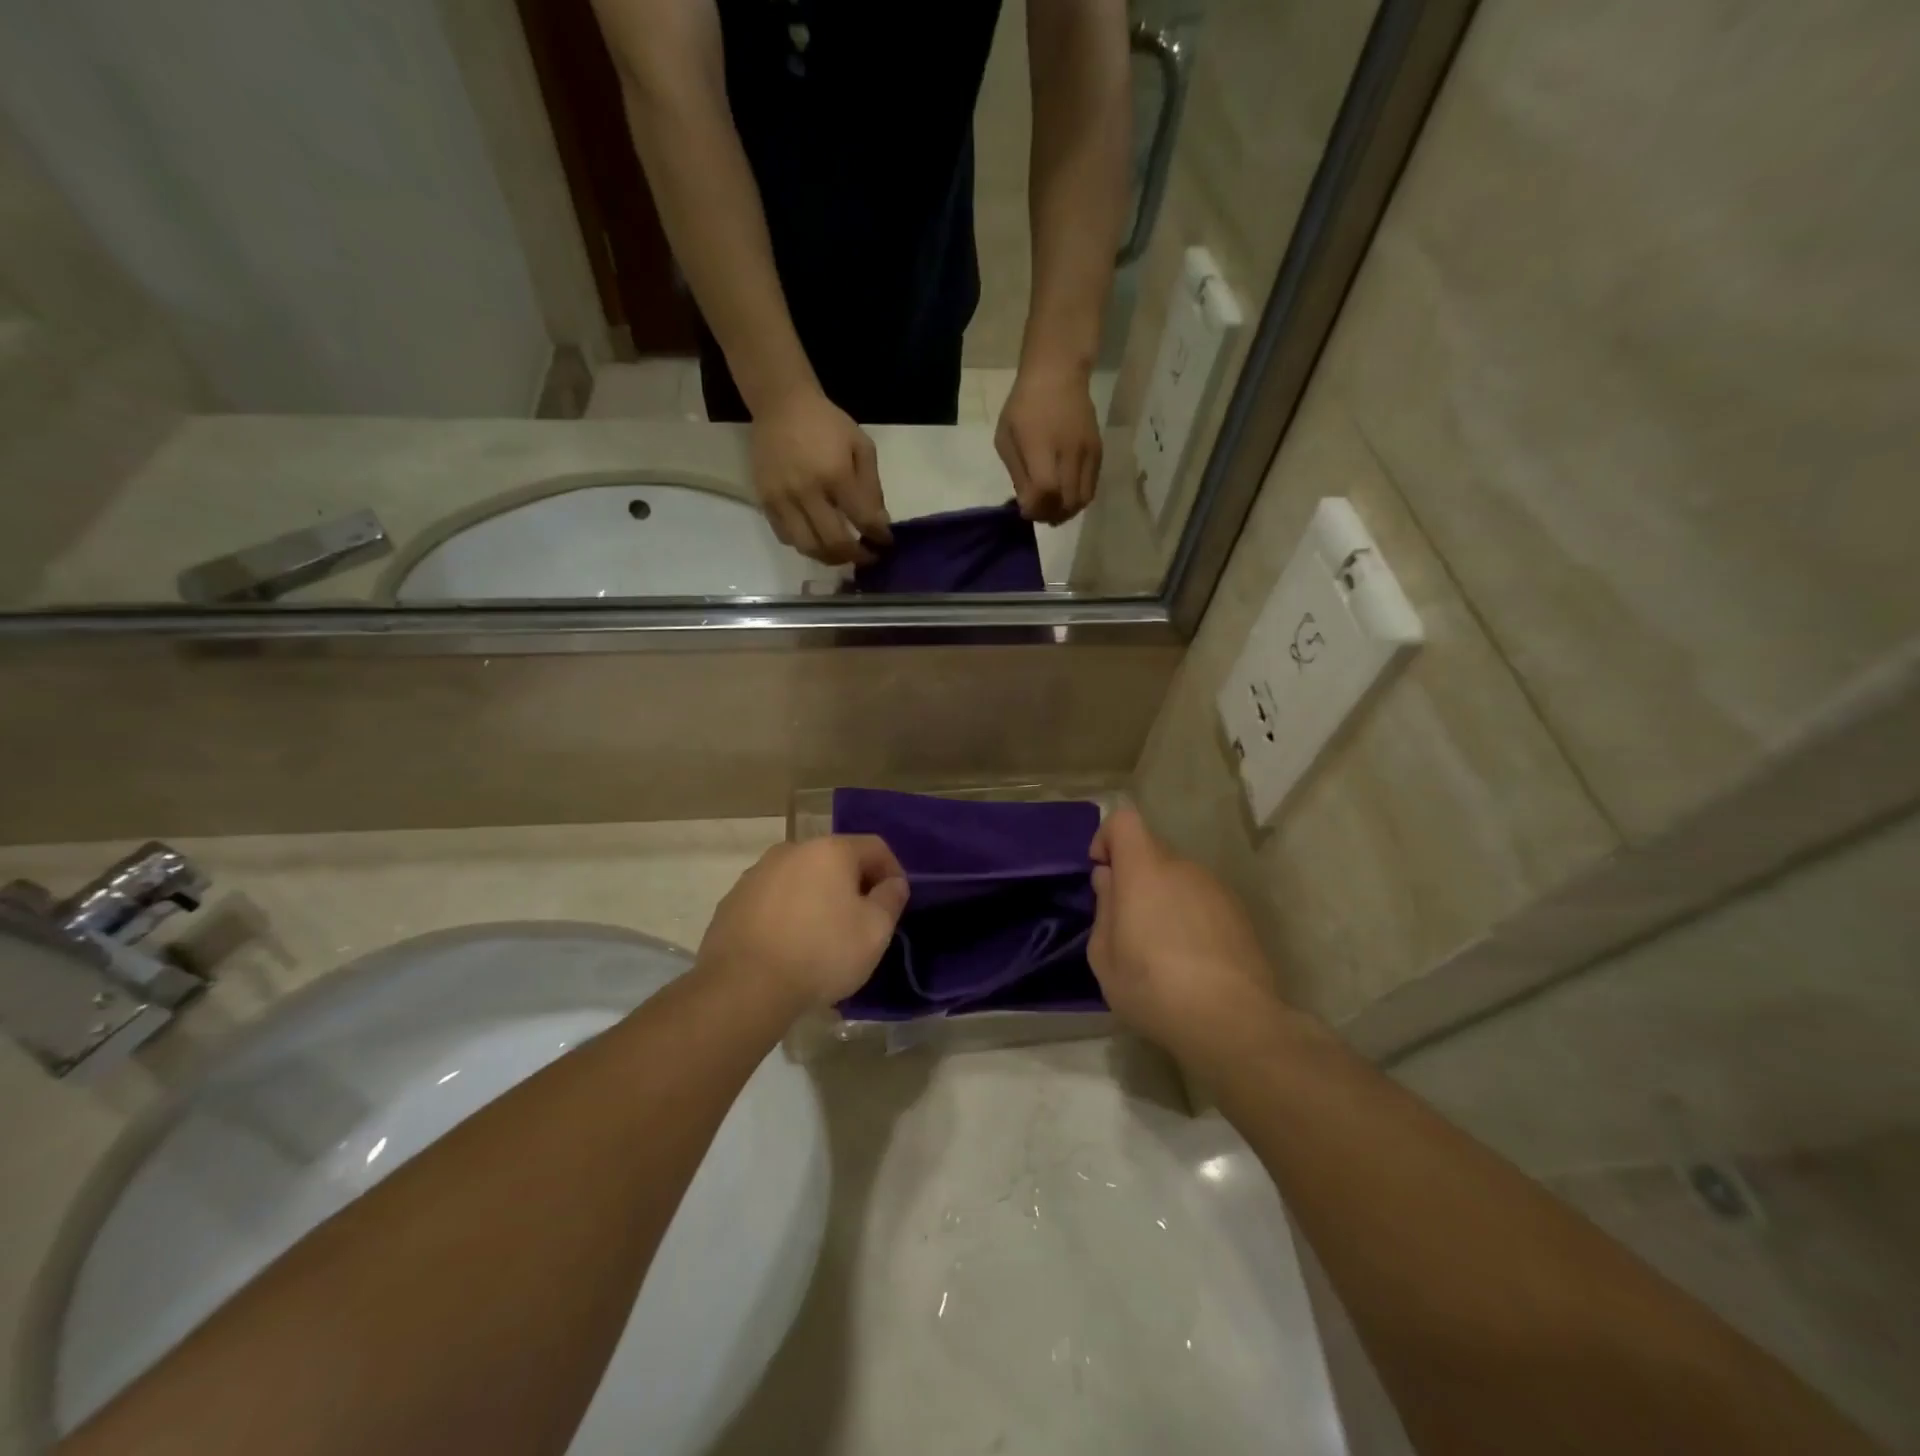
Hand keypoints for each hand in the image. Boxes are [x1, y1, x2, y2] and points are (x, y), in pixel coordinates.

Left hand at [695, 836, 909, 1010]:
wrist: (744, 987)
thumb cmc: (821, 953)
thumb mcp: (875, 931)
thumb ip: (891, 899)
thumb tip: (893, 883)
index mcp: (830, 850)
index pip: (875, 847)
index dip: (892, 872)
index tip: (895, 903)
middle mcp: (792, 850)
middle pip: (835, 860)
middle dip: (853, 885)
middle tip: (861, 921)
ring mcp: (756, 874)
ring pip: (801, 878)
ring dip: (818, 898)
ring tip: (822, 937)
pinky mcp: (732, 901)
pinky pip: (773, 900)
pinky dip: (788, 913)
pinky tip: (789, 946)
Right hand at [752, 387, 891, 564]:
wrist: (781, 404)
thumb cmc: (827, 423)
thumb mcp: (861, 446)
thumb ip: (871, 486)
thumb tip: (879, 523)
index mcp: (835, 474)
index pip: (863, 521)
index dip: (878, 537)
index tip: (886, 543)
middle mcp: (807, 492)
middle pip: (834, 543)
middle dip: (857, 557)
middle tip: (867, 557)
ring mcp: (782, 499)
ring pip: (808, 547)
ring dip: (829, 558)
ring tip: (843, 554)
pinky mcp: (765, 501)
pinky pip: (785, 537)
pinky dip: (805, 545)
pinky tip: (817, 539)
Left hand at [996, 362, 1101, 524]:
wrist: (1058, 374)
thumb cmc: (1024, 405)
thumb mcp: (1006, 437)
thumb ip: (1017, 473)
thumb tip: (1028, 505)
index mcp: (1041, 445)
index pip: (1046, 490)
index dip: (1036, 509)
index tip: (1025, 511)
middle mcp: (1069, 451)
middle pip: (1067, 501)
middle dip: (1050, 515)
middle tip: (1038, 514)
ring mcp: (1087, 452)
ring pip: (1083, 499)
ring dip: (1066, 511)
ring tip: (1052, 509)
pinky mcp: (1098, 452)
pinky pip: (1091, 488)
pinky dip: (1078, 499)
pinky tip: (1065, 496)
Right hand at [1087, 806, 1285, 1061]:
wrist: (1233, 1022)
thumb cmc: (1153, 988)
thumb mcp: (1104, 957)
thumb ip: (1104, 908)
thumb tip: (1109, 879)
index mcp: (1144, 870)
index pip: (1124, 820)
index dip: (1107, 838)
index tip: (1102, 873)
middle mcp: (1182, 868)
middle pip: (1151, 851)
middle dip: (1134, 877)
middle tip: (1127, 924)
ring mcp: (1216, 889)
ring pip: (1179, 878)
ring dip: (1164, 899)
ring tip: (1162, 949)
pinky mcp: (1240, 914)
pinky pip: (1203, 901)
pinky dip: (1191, 917)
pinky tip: (1192, 960)